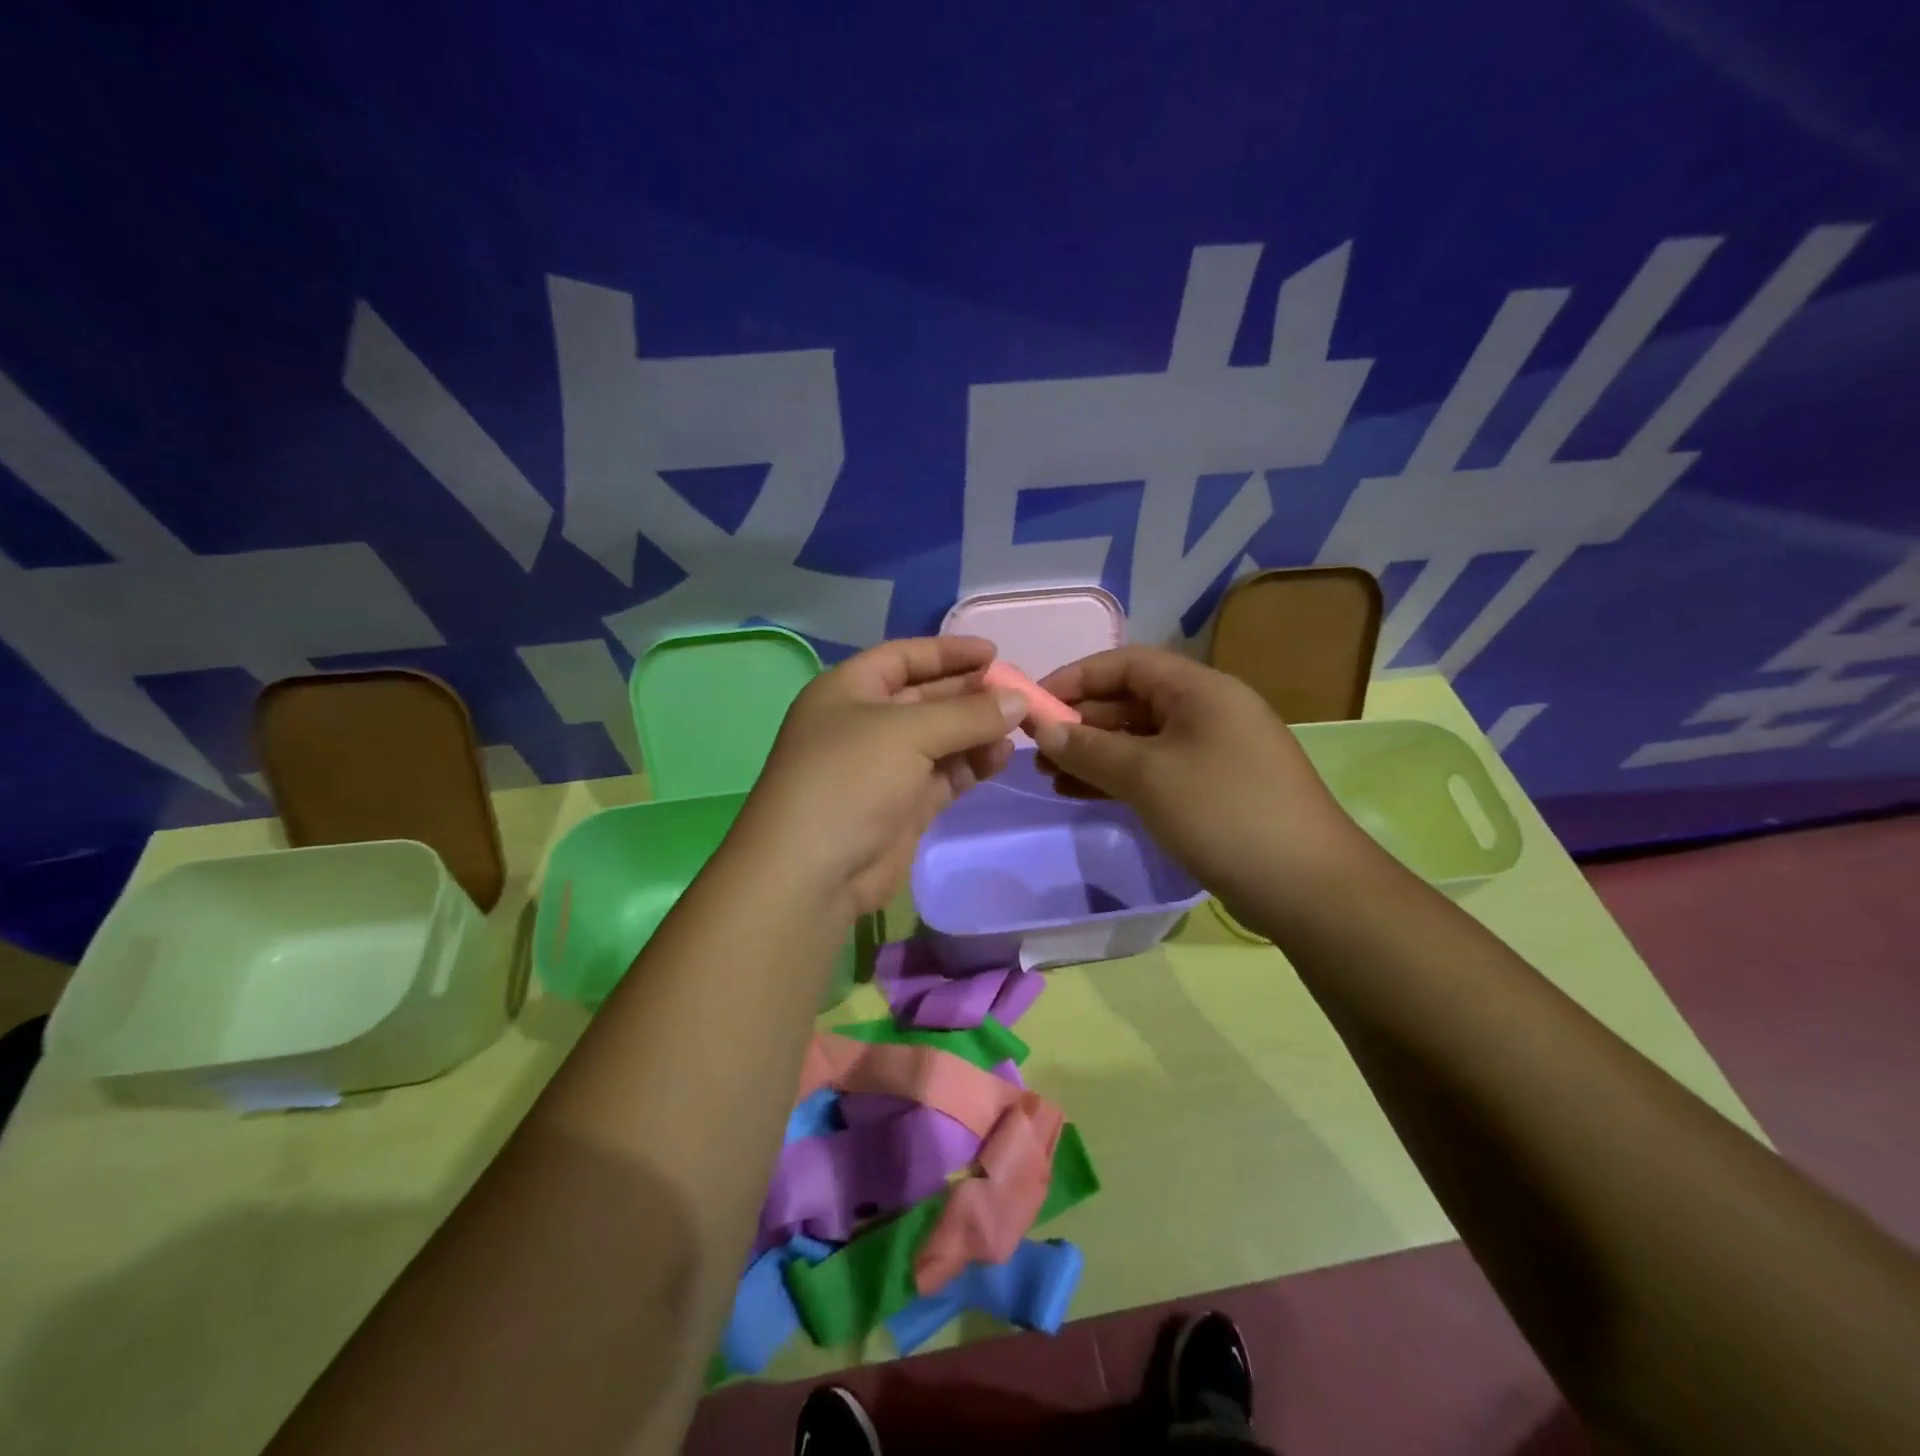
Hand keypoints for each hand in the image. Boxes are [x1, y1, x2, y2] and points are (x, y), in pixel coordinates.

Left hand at [736, 636, 1025, 919]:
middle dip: (970, 693)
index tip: (994, 653)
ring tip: (1019, 727)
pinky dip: (971, 764)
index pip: (903, 658)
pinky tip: (1002, 756)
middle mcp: (865, 723)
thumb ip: (968, 714)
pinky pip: (945, 774)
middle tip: (1018, 692)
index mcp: (848, 690)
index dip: (947, 653)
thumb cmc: (850, 779)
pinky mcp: (904, 805)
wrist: (813, 872)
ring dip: (977, 731)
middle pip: (926, 697)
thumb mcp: (908, 732)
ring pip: (940, 738)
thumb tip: (1019, 700)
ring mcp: (885, 767)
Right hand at [1032, 646, 1367, 907]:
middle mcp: (1208, 710)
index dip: (1076, 678)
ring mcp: (1213, 752)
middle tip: (1036, 748)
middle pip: (1131, 700)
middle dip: (1081, 721)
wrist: (1308, 887)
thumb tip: (1042, 730)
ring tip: (1048, 776)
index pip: (1126, 663)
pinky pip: (1155, 770)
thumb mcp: (1147, 776)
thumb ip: (1089, 749)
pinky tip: (1080, 793)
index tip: (1033, 705)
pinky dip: (1118, 777)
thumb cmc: (1223, 813)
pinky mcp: (1213, 789)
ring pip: (1140, 739)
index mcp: (1200, 689)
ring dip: (1093, 753)